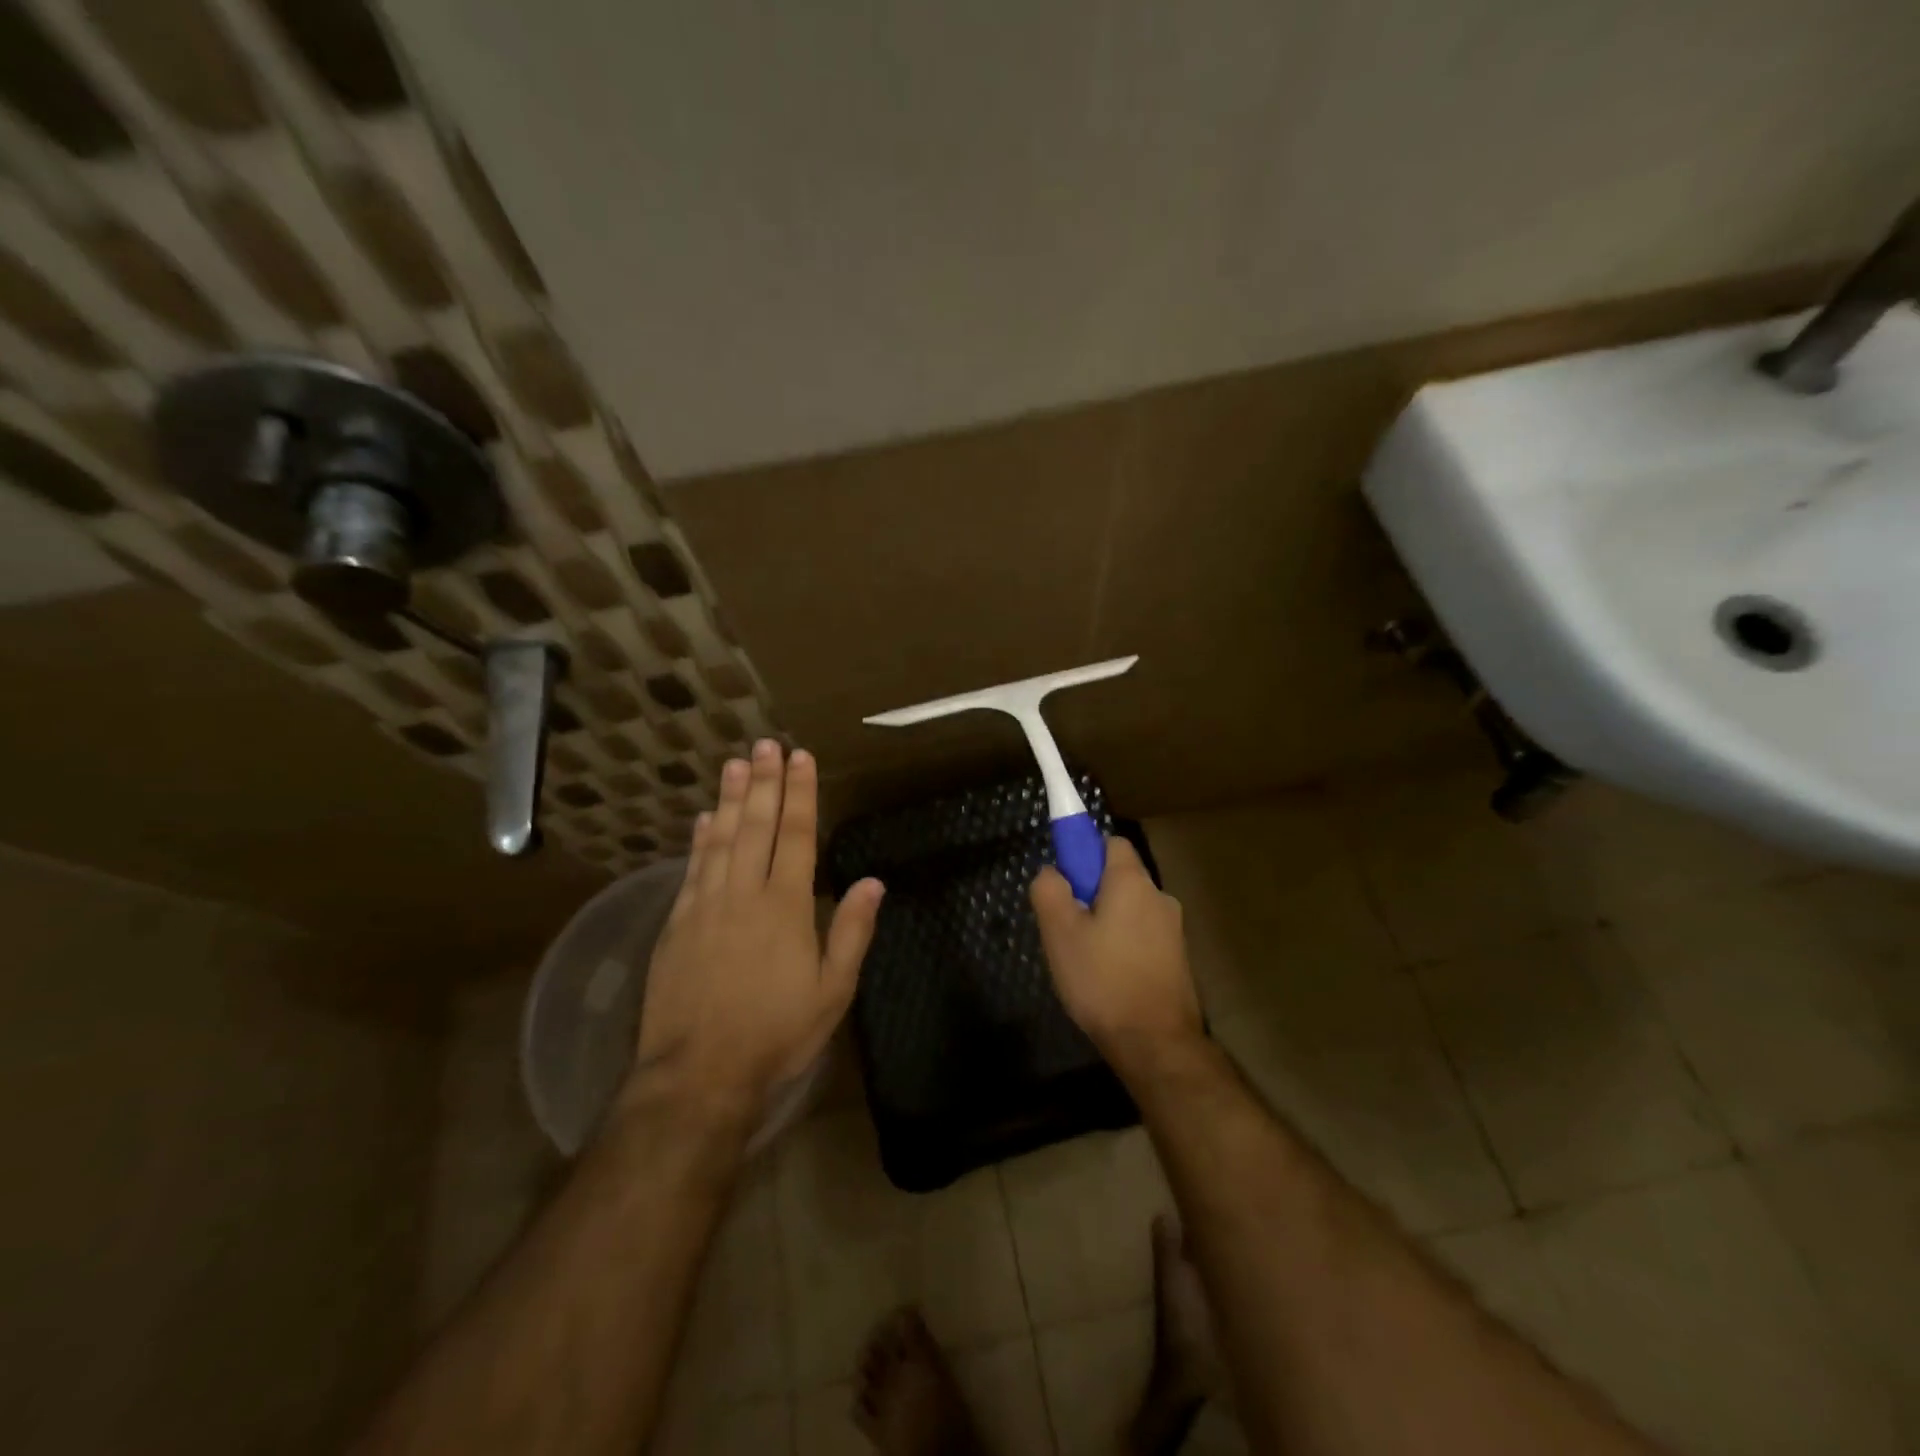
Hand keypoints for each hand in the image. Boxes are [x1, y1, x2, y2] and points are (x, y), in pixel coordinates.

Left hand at [631, 741, 883, 1120]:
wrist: (698, 1074)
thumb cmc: (776, 1033)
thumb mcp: (832, 991)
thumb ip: (851, 932)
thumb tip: (873, 882)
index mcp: (786, 906)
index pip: (795, 836)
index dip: (800, 794)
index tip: (802, 758)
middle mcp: (744, 893)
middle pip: (756, 826)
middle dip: (764, 782)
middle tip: (766, 744)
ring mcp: (705, 906)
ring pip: (720, 838)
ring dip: (730, 798)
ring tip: (735, 763)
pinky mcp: (677, 924)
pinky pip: (691, 869)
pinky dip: (699, 839)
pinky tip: (704, 818)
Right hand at [1030, 836, 1201, 1073]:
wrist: (1155, 1042)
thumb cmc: (1102, 979)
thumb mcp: (1059, 932)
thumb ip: (1049, 890)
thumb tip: (1051, 871)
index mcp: (1132, 881)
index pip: (1111, 842)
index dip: (1084, 853)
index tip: (1065, 881)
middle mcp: (1159, 896)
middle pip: (1120, 877)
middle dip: (1091, 892)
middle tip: (1066, 926)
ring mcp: (1173, 929)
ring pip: (1130, 909)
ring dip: (1107, 921)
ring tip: (1084, 958)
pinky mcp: (1178, 959)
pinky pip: (1142, 935)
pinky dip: (1123, 945)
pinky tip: (1107, 977)